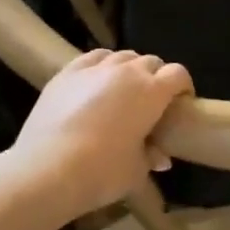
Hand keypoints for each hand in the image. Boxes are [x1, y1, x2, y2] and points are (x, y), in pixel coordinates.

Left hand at [10, 50, 193, 220]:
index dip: (183, 86)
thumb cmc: (102, 172)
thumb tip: (161, 158)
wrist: (46, 170)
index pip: (178, 74)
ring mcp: (95, 69)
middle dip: (156, 77)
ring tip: (123, 89)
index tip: (181, 102)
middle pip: (151, 62)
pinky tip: (96, 81)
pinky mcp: (67, 73)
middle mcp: (127, 72)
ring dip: (129, 69)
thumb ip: (151, 158)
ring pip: (122, 56)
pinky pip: (93, 58)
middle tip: (151, 101)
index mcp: (152, 92)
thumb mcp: (136, 171)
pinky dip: (101, 65)